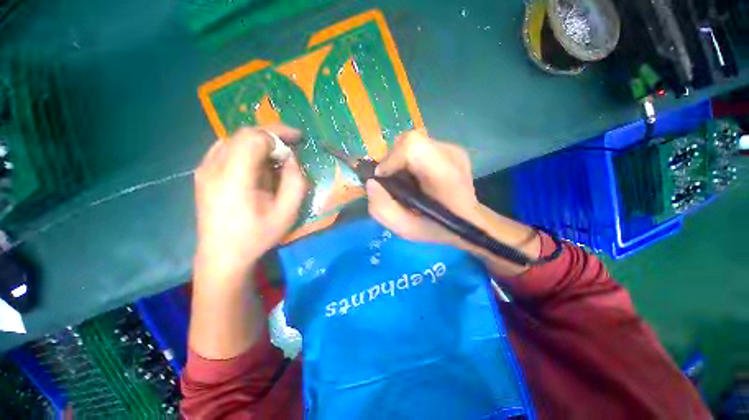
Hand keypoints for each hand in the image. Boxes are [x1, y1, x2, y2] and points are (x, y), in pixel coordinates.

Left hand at [193, 126, 306, 280]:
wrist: (222, 256)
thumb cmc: (257, 236)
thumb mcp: (287, 213)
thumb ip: (295, 182)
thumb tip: (291, 159)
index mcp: (234, 177)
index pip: (255, 138)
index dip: (279, 135)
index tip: (298, 141)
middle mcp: (214, 167)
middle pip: (243, 134)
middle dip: (271, 135)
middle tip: (291, 145)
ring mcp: (204, 169)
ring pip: (234, 139)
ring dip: (259, 141)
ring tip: (276, 155)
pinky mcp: (202, 174)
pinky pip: (225, 148)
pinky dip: (245, 148)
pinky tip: (256, 162)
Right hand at [366, 130, 480, 246]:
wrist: (469, 222)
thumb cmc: (438, 228)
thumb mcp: (405, 229)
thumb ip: (382, 209)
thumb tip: (371, 183)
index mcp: (445, 175)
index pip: (412, 145)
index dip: (391, 159)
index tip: (383, 179)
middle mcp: (452, 154)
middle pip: (410, 141)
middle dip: (393, 161)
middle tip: (394, 182)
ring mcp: (453, 149)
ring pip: (414, 142)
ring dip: (401, 160)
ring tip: (406, 181)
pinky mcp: (451, 148)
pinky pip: (421, 146)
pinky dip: (410, 160)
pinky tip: (417, 177)